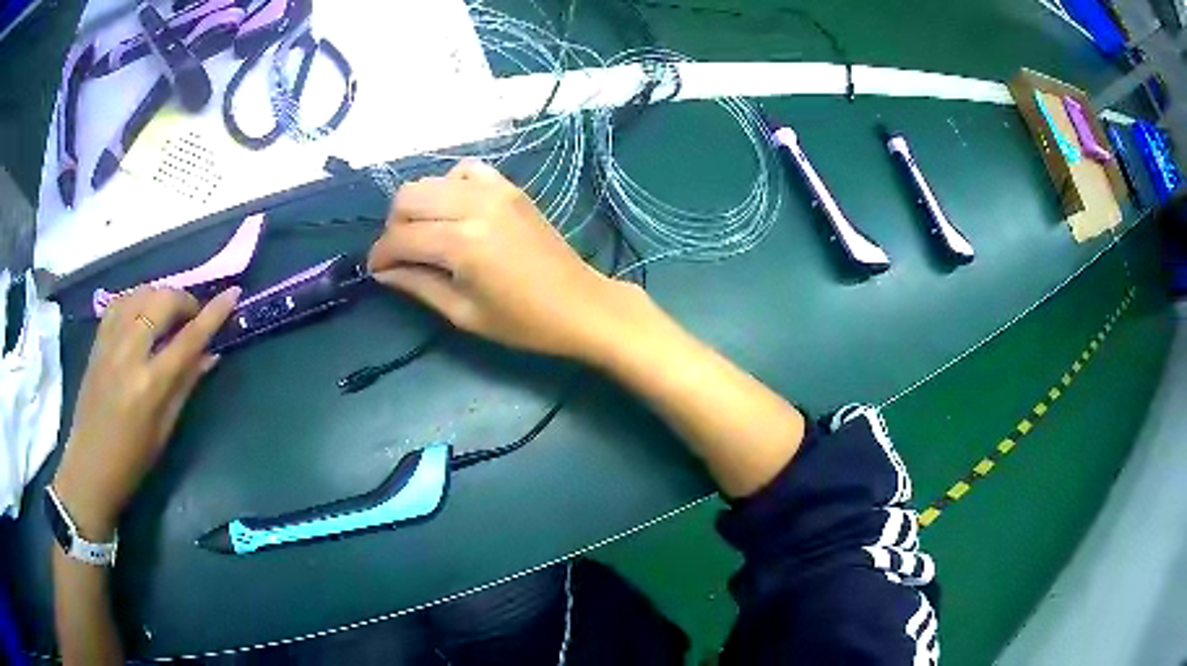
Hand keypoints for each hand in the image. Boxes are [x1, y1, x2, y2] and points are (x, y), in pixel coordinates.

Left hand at [52, 286, 239, 539]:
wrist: (89, 466)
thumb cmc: (132, 460)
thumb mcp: (164, 430)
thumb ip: (186, 386)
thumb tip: (211, 355)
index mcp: (150, 385)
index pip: (188, 339)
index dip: (214, 314)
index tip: (233, 293)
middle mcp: (129, 354)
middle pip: (162, 302)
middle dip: (185, 300)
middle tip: (194, 315)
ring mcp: (110, 342)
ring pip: (141, 293)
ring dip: (161, 295)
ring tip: (169, 312)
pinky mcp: (98, 340)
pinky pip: (121, 302)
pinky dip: (137, 298)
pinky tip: (143, 311)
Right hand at [368, 159, 635, 358]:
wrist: (579, 304)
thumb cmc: (522, 322)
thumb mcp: (463, 314)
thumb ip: (417, 285)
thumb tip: (382, 272)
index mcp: (462, 243)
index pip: (400, 237)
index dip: (380, 255)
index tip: (376, 270)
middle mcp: (474, 205)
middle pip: (408, 197)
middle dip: (394, 226)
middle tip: (401, 254)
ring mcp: (495, 190)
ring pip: (431, 180)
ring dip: (418, 205)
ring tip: (426, 233)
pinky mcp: (510, 187)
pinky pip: (466, 170)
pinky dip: (450, 186)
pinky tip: (455, 210)